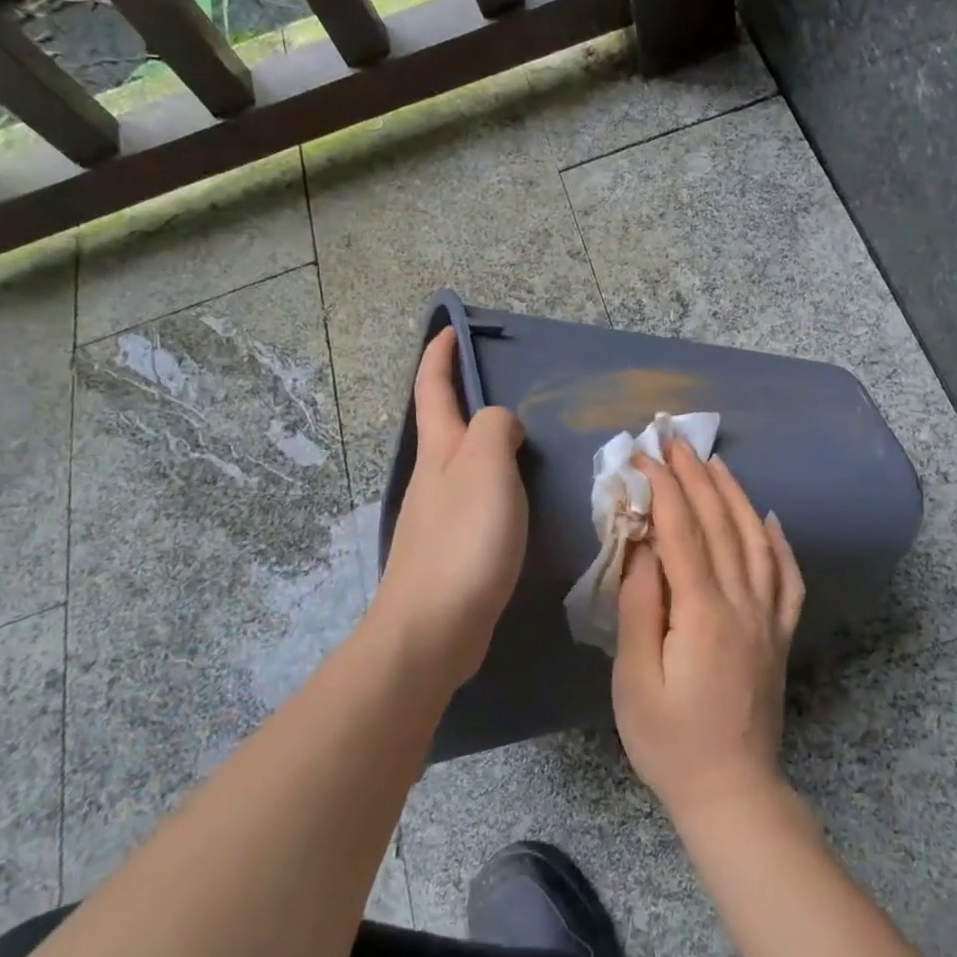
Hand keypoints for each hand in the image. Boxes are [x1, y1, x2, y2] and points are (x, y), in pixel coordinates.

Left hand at [372, 327, 526, 691]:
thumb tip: (500, 424)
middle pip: (445, 425)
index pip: (432, 388)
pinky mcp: (449, 549)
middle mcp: (432, 477)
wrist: (433, 628)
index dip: (440, 355)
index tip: (450, 329)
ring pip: (461, 464)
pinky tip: (517, 502)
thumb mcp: (484, 467)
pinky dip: (494, 485)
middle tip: (509, 391)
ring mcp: (437, 515)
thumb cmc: (464, 539)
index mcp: (439, 450)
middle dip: (464, 399)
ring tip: (524, 444)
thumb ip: (494, 429)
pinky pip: (474, 499)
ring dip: (484, 445)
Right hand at [612, 440, 805, 826]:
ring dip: (735, 495)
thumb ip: (640, 607)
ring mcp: (768, 617)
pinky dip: (779, 541)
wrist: (732, 792)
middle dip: (696, 476)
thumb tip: (643, 548)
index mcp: (703, 612)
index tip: (645, 454)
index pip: (683, 531)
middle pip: (722, 523)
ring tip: (715, 462)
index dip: (664, 487)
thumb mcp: (635, 679)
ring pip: (756, 539)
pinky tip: (770, 518)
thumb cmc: (670, 741)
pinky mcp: (780, 634)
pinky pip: (786, 576)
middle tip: (675, 440)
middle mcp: (743, 603)